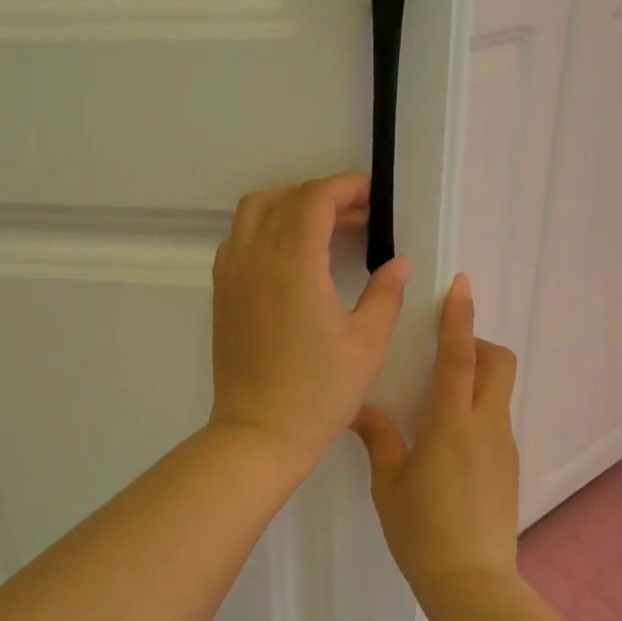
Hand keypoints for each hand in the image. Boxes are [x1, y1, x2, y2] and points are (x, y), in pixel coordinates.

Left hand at [208, 173, 410, 468]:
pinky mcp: (221, 294)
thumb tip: (400, 262)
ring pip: (253, 213)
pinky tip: (292, 257)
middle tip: (358, 215)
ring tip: (325, 229)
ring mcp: (231, 275)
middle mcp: (255, 258)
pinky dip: (265, 229)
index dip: (346, 187)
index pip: (315, 199)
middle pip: (284, 198)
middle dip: (322, 195)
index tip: (373, 196)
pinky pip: (239, 239)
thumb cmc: (319, 392)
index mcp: (293, 264)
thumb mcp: (367, 343)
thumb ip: (386, 293)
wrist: (259, 433)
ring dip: (289, 207)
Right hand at [353, 273, 519, 606]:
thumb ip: (379, 438)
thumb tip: (362, 410)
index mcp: (451, 424)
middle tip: (442, 351)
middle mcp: (485, 426)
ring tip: (436, 398)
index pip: (459, 357)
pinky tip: (446, 440)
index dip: (459, 317)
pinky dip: (476, 408)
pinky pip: (495, 419)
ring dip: (475, 376)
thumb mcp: (389, 483)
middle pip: (498, 362)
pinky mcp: (508, 466)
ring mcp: (503, 446)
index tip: (461, 284)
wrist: (472, 582)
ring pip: (498, 390)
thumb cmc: (422, 530)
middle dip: (476, 342)